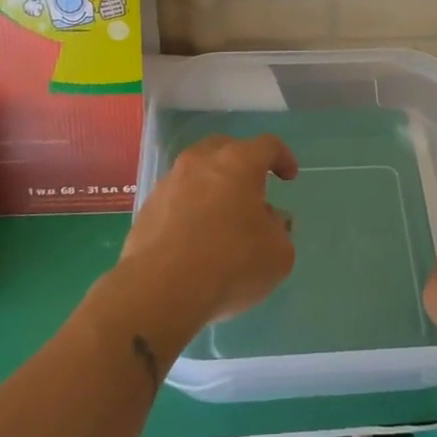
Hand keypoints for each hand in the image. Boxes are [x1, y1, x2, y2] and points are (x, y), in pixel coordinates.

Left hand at [118, 134, 298, 336]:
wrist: (160, 290)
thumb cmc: (230, 263)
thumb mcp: (278, 254)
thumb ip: (280, 230)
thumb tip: (270, 220)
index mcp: (238, 163)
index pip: (267, 145)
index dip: (283, 158)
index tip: (289, 177)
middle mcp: (201, 162)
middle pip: (225, 148)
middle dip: (242, 163)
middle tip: (253, 189)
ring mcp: (169, 183)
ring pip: (197, 172)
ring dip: (213, 186)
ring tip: (223, 217)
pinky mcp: (147, 208)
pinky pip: (177, 198)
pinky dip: (190, 208)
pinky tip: (196, 238)